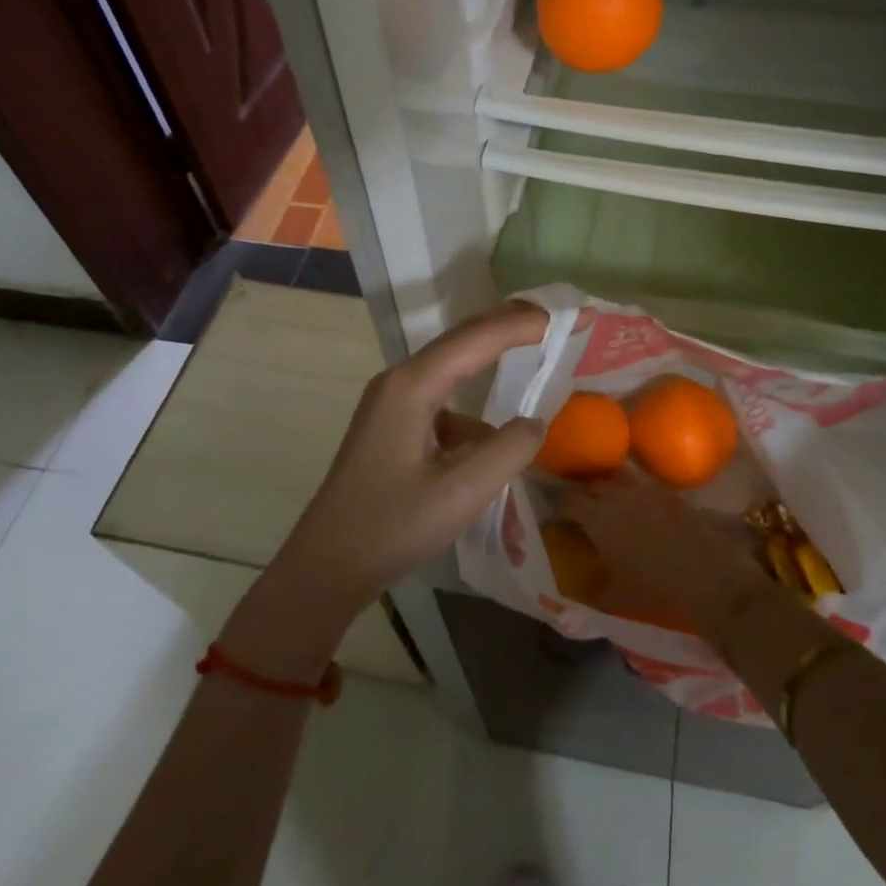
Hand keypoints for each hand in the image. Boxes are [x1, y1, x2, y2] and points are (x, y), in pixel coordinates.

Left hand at [219, 301, 548, 677]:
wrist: (324, 569)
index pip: (475, 338)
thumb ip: (508, 450)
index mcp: (412, 386)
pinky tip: (490, 459)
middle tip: (551, 322)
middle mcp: (400, 383)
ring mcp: (392, 405)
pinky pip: (444, 412)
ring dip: (490, 382)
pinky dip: (473, 427)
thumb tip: (535, 423)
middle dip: (506, 329)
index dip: (521, 324)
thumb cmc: (390, 527)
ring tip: (527, 396)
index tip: (562, 316)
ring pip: (453, 379)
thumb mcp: (461, 492)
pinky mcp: (393, 429)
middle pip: (462, 343)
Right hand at [565, 474, 771, 635]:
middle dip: (583, 493)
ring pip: (618, 481)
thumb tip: (579, 586)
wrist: (711, 577)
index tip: (552, 513)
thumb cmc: (656, 589)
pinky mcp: (671, 494)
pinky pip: (644, 488)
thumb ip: (593, 587)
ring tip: (608, 507)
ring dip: (610, 490)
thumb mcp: (616, 596)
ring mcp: (647, 490)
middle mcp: (618, 495)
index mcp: (597, 517)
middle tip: (579, 510)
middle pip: (592, 484)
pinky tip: (640, 513)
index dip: (557, 504)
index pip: (566, 500)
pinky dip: (636, 496)